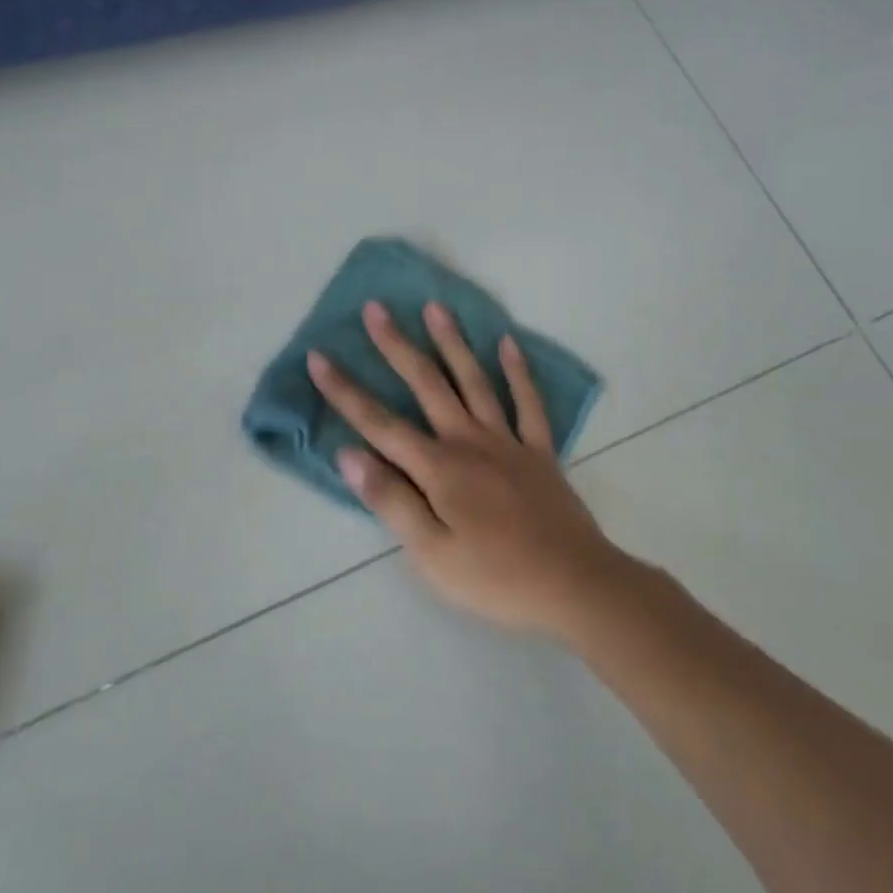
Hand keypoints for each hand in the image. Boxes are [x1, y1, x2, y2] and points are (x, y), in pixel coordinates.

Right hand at [307, 301, 631, 636]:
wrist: (573, 584)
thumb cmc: (494, 577)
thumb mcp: (430, 554)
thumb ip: (391, 500)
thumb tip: (349, 455)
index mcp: (438, 468)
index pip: (380, 423)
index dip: (346, 391)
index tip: (319, 357)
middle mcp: (469, 441)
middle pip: (427, 385)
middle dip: (397, 346)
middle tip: (376, 309)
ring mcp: (508, 441)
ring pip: (475, 381)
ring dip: (453, 343)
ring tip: (435, 307)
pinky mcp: (539, 451)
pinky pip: (528, 403)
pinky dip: (518, 372)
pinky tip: (508, 344)